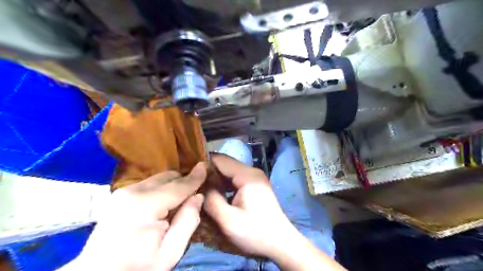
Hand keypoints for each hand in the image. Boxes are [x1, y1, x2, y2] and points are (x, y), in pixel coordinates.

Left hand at [62, 163, 206, 270]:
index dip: (195, 177)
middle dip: (184, 182)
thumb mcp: (170, 252)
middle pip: (168, 177)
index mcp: (145, 205)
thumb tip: (198, 196)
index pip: (178, 186)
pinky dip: (161, 189)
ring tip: (178, 203)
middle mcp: (133, 191)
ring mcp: (123, 191)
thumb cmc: (137, 268)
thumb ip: (188, 221)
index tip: (206, 166)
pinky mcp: (119, 195)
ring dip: (173, 186)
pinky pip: (149, 184)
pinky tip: (163, 204)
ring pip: (159, 179)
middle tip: (194, 195)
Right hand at [202, 155, 300, 258]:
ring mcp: (254, 177)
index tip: (188, 174)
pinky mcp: (254, 185)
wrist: (280, 242)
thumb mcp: (228, 220)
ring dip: (215, 178)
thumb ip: (211, 199)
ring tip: (200, 188)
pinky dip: (223, 183)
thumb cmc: (255, 232)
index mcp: (247, 175)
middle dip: (208, 172)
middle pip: (225, 164)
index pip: (220, 159)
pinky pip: (235, 179)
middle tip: (192, 183)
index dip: (203, 164)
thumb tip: (200, 184)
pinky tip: (214, 193)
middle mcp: (251, 171)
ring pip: (229, 171)